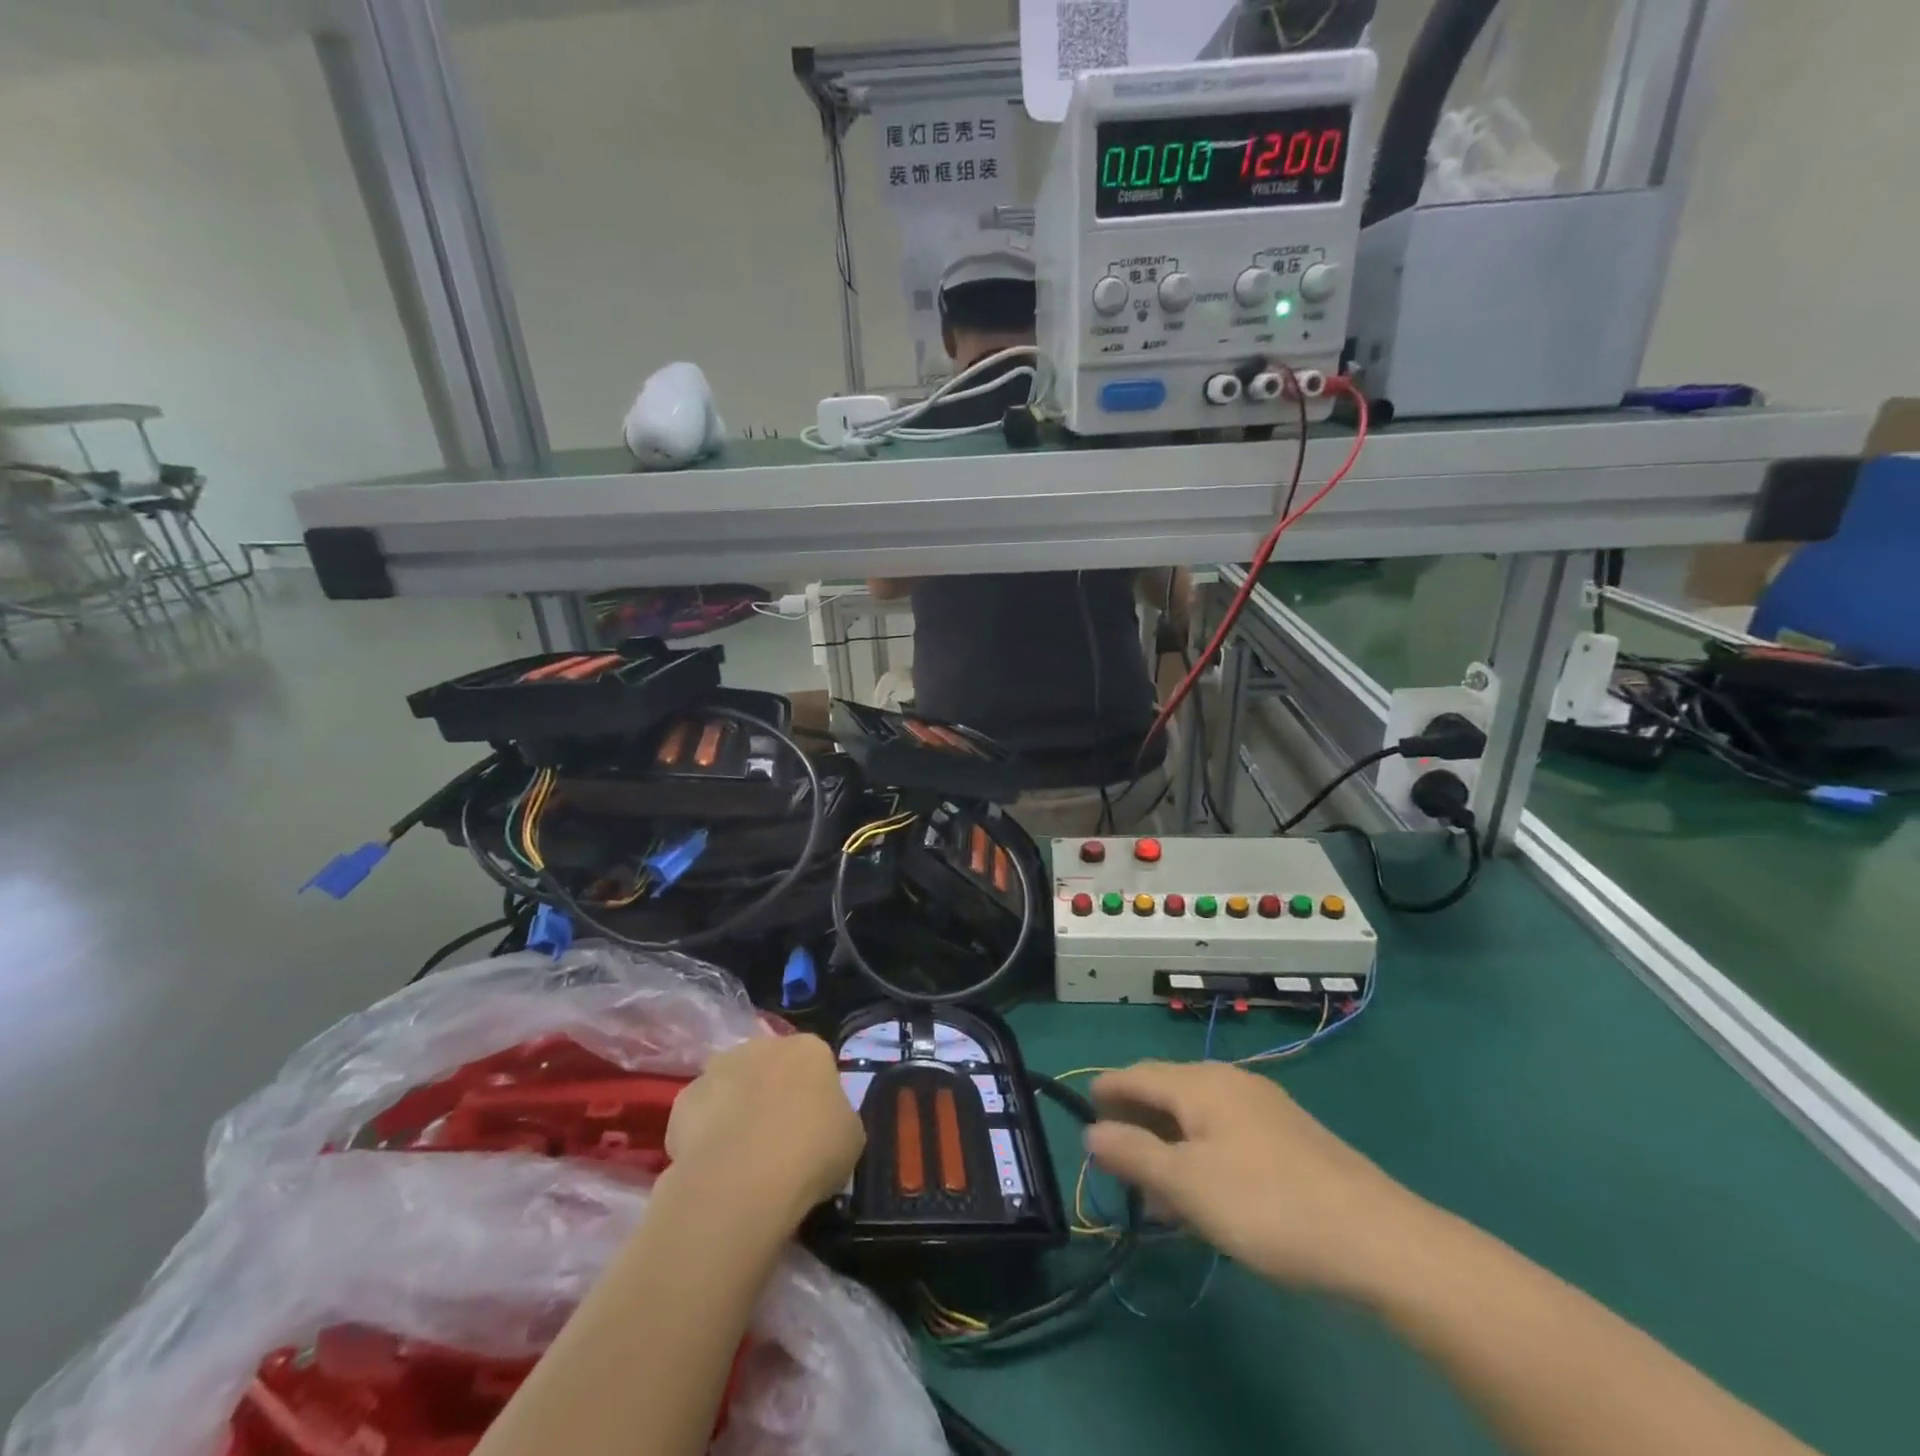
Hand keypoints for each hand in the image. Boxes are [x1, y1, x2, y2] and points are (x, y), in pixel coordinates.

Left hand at [666, 1034, 865, 1218]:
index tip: (814, 1128)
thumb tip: (823, 1123)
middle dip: (772, 1093)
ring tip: (741, 1157)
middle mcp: (763, 1045)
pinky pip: (701, 1114)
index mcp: (809, 1048)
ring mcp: (719, 1068)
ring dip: (736, 1108)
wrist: (742, 1179)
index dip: (814, 1096)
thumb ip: (837, 1118)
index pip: (816, 1063)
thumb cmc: (810, 1152)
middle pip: (770, 1066)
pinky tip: (713, 1165)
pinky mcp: (684, 1099)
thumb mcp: (851, 1138)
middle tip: (777, 1139)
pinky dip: (705, 1133)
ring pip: (732, 1085)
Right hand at [1085, 1060, 1426, 1293]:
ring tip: (1156, 1192)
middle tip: (1115, 1161)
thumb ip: (1133, 1154)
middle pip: (1167, 1090)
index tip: (1083, 1110)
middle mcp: (1229, 1082)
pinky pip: (1225, 1132)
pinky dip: (1200, 1153)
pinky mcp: (1288, 1136)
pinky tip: (1206, 1193)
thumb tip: (1091, 1131)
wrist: (1377, 1237)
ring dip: (1168, 1144)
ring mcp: (1263, 1107)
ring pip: (1197, 1115)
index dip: (1106, 1091)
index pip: (1137, 1074)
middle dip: (1136, 1122)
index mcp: (1200, 1083)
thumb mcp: (1187, 1185)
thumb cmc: (1267, 1205)